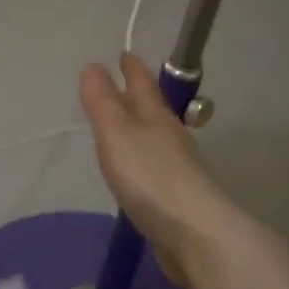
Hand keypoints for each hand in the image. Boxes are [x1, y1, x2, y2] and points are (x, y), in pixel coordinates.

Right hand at [79, 54, 233, 288]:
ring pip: (154, 138)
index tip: (124, 54)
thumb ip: (103, 103)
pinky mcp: (175, 198)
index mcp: (156, 117)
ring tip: (123, 128)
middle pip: (152, 109)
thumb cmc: (150, 177)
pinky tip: (134, 173)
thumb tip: (94, 67)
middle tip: (122, 85)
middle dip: (137, 95)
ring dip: (140, 129)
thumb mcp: (117, 133)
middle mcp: (170, 137)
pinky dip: (142, 161)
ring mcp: (176, 168)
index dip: (132, 68)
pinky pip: (154, 168)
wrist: (194, 234)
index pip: (142, 83)